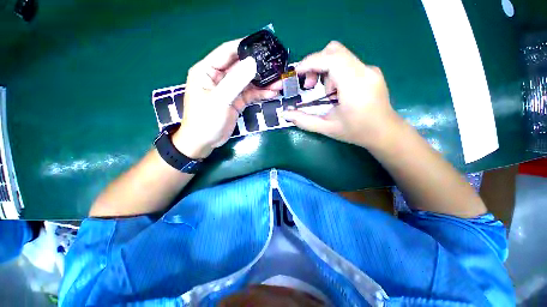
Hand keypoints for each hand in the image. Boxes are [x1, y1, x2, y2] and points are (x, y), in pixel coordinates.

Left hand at [172, 39, 280, 158]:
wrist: (205, 142)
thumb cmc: (206, 119)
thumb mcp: (220, 99)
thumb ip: (236, 81)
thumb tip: (253, 63)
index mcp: (207, 70)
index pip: (227, 52)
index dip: (244, 47)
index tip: (262, 45)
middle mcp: (219, 77)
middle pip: (241, 67)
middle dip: (258, 67)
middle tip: (276, 67)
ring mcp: (229, 90)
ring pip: (248, 82)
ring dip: (263, 82)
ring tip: (279, 82)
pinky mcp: (237, 101)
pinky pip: (250, 94)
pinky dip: (261, 93)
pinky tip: (272, 93)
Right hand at [283, 41, 400, 148]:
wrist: (385, 132)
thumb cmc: (357, 132)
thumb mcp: (327, 128)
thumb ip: (304, 120)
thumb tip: (286, 114)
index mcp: (355, 86)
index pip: (331, 59)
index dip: (310, 62)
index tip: (296, 73)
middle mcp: (365, 72)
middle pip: (334, 51)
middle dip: (315, 64)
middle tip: (309, 85)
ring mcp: (370, 70)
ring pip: (340, 56)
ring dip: (325, 71)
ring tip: (326, 94)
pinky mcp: (370, 72)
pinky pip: (347, 63)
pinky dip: (335, 73)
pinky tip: (336, 92)